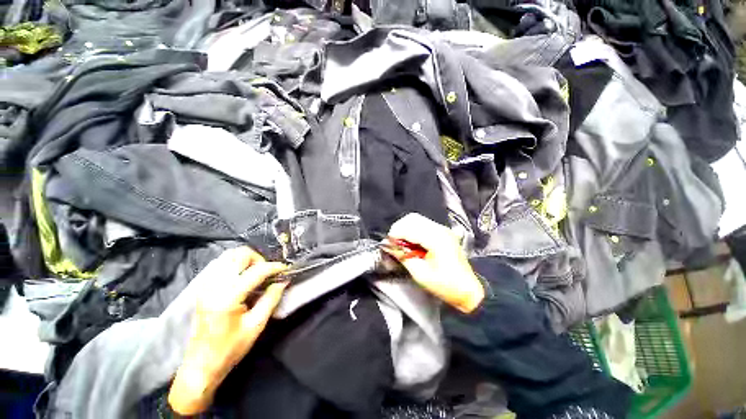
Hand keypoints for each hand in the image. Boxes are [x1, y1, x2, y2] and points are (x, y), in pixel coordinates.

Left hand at [168, 247, 286, 414]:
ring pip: (229, 256)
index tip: (285, 269)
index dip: (274, 267)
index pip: (256, 271)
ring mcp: (206, 285)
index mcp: (228, 297)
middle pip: (239, 254)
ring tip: (257, 274)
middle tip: (268, 273)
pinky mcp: (204, 288)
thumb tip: (284, 281)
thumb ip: (271, 299)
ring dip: (247, 260)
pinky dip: (237, 265)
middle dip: (259, 259)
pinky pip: (222, 265)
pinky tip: (244, 278)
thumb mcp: (256, 325)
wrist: (200, 365)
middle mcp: (214, 286)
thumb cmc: (230, 349)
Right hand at [385, 213, 483, 312]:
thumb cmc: (445, 285)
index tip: (387, 243)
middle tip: (393, 242)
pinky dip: (413, 230)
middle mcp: (440, 229)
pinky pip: (423, 224)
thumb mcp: (421, 274)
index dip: (395, 234)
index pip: (409, 228)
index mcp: (436, 239)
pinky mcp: (443, 232)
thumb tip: (388, 246)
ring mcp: (442, 229)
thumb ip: (403, 257)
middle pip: (413, 218)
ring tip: (400, 242)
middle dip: (399, 228)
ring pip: (417, 219)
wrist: (468, 290)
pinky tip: (410, 242)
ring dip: (405, 228)